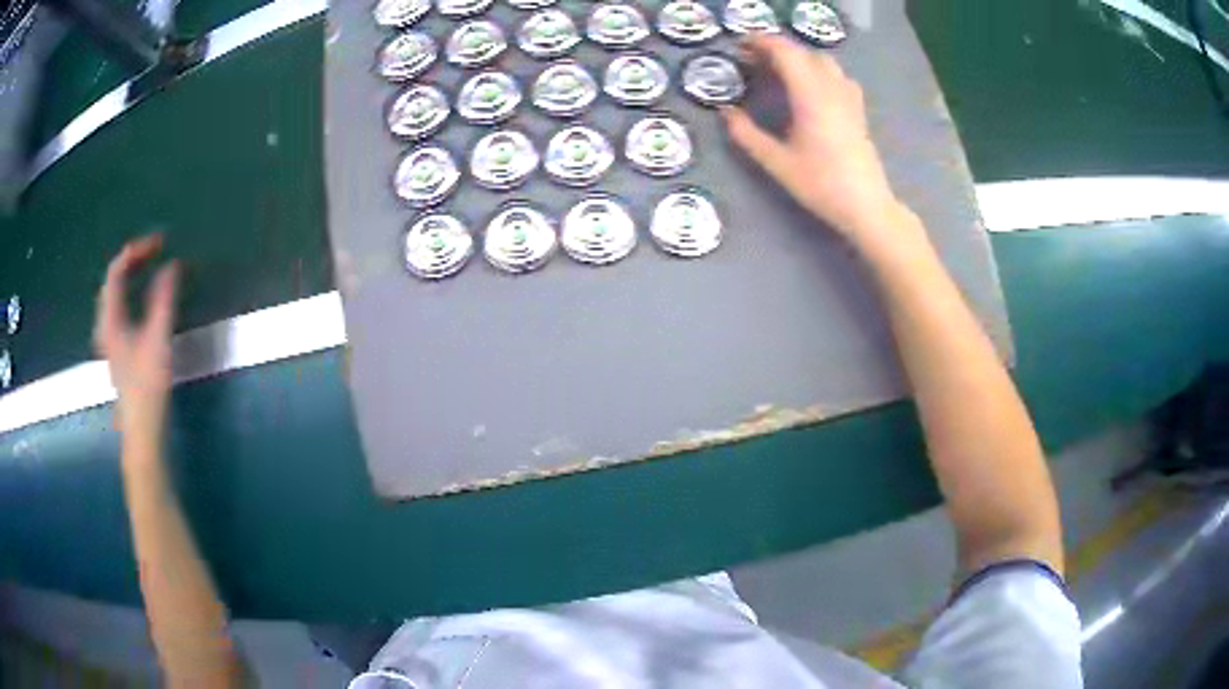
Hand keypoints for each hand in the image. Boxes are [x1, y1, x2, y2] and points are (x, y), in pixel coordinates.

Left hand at [94, 235, 178, 439]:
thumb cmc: (148, 385)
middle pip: (112, 280)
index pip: (117, 271)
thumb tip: (172, 265)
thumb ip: (164, 299)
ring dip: (130, 275)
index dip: (136, 251)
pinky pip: (118, 307)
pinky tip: (141, 296)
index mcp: (110, 318)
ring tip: (149, 266)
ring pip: (114, 294)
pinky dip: (129, 292)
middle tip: (156, 250)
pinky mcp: (116, 348)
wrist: (142, 429)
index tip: (160, 243)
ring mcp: (108, 338)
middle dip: (133, 259)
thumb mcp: (159, 339)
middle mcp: (104, 324)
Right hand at [723, 34, 907, 248]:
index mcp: (811, 96)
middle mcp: (831, 89)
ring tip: (778, 69)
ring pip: (823, 61)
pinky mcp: (857, 110)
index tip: (740, 44)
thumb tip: (725, 112)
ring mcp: (849, 98)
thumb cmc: (821, 185)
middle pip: (804, 53)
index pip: (786, 53)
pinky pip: (837, 75)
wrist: (866, 206)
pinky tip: (810, 86)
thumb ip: (747, 134)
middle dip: (777, 48)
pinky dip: (818, 69)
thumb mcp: (777, 163)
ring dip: (799, 57)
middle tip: (752, 58)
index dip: (762, 42)